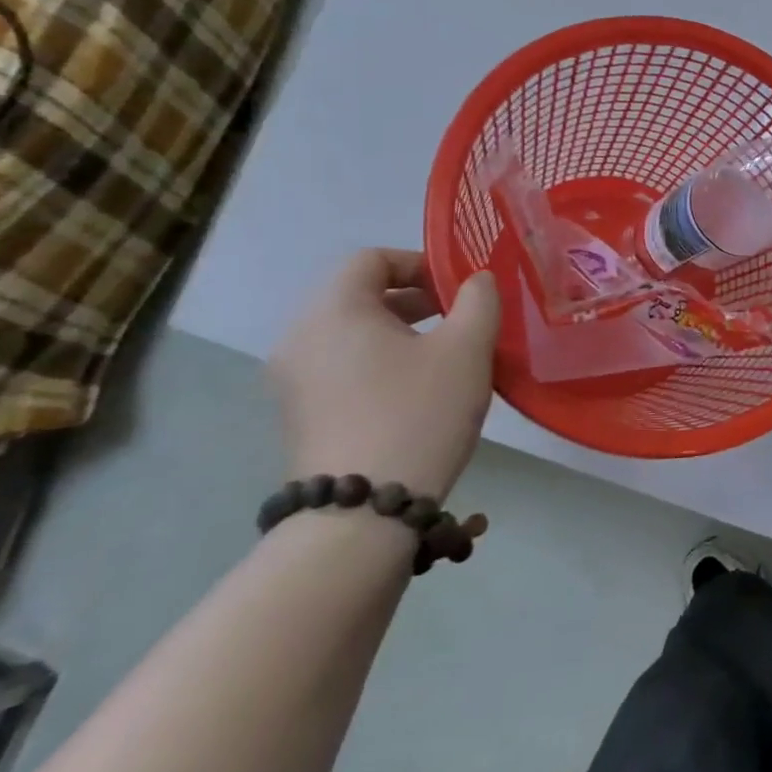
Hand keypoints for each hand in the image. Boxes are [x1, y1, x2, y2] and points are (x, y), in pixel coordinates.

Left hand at [269, 249, 499, 499]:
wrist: (362, 512)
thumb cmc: (419, 412)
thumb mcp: (468, 348)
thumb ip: (479, 299)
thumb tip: (476, 280)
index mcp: (334, 310)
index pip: (371, 258)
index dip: (421, 263)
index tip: (460, 289)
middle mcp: (300, 336)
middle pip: (358, 294)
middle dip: (415, 298)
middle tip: (460, 319)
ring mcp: (292, 379)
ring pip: (351, 332)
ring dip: (400, 331)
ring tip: (445, 356)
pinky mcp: (299, 414)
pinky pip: (341, 365)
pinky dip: (379, 361)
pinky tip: (417, 390)